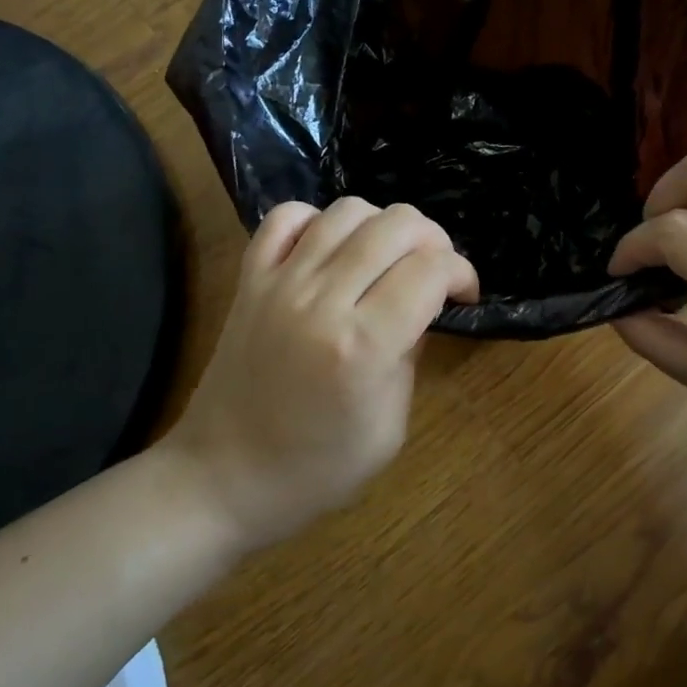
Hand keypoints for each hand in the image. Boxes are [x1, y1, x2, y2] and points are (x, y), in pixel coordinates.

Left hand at [165, 198, 478, 550]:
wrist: (223, 476)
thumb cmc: (318, 468)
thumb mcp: (390, 427)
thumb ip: (411, 353)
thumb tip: (424, 304)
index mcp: (364, 346)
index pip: (431, 270)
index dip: (462, 273)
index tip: (463, 295)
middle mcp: (323, 300)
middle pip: (397, 225)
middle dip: (433, 241)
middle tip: (433, 274)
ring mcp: (280, 282)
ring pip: (347, 210)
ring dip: (382, 225)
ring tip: (386, 260)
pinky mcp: (249, 279)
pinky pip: (286, 217)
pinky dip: (318, 220)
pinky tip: (331, 250)